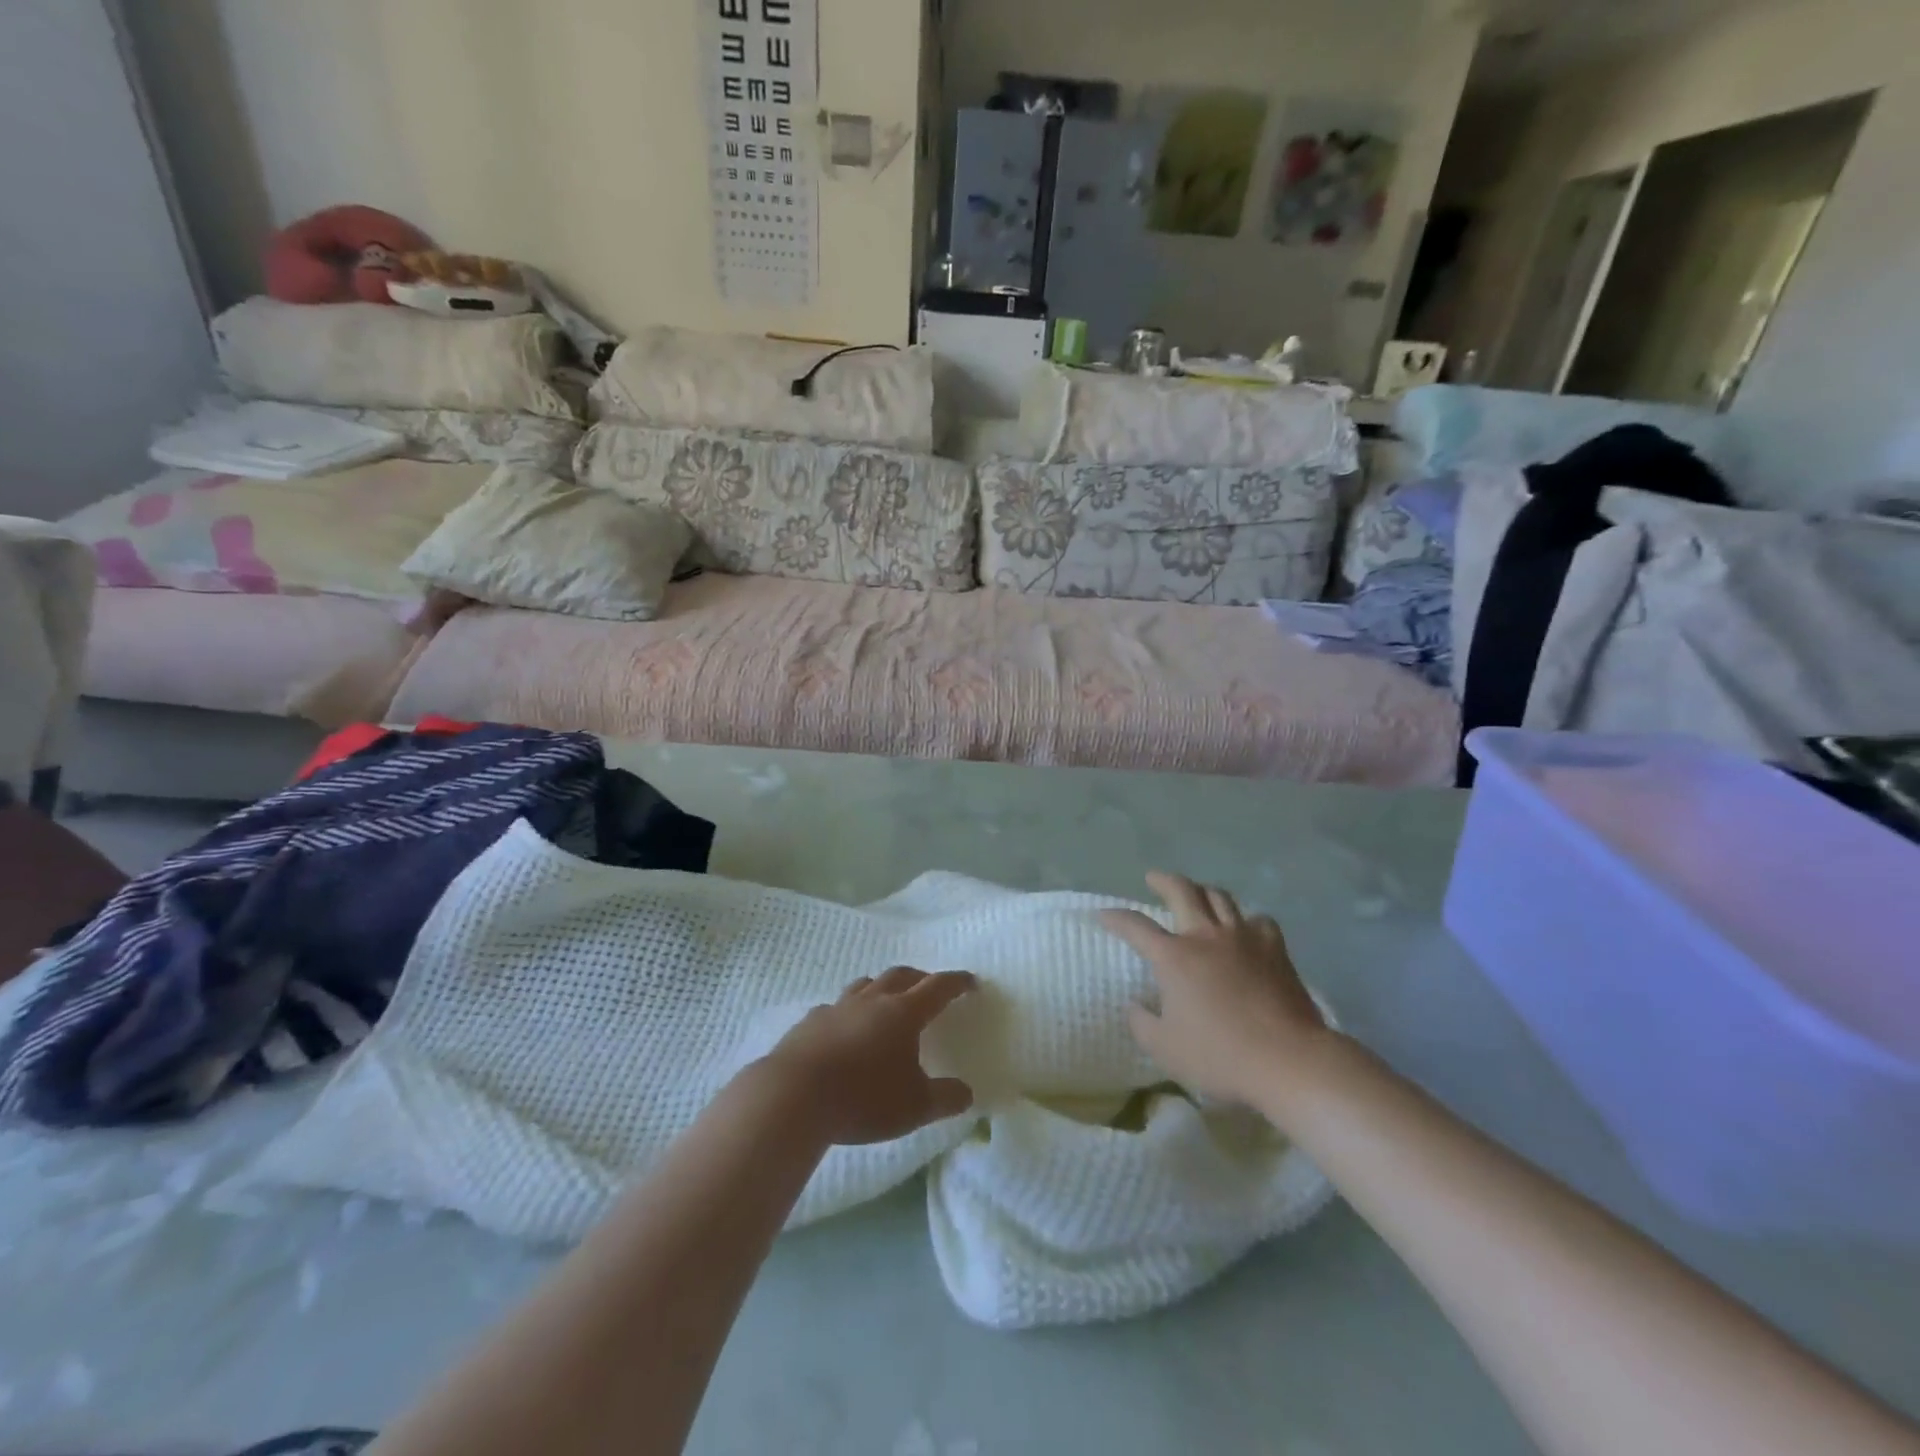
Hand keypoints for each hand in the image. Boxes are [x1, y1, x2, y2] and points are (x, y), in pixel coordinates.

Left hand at [757, 967, 977, 1145]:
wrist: (794, 1095)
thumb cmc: (864, 1098)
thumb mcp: (915, 1107)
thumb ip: (945, 1098)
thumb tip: (967, 1093)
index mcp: (904, 1013)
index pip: (938, 988)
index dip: (956, 983)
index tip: (970, 981)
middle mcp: (873, 1001)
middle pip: (901, 976)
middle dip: (920, 978)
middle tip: (930, 987)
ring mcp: (838, 1007)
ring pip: (866, 985)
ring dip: (882, 988)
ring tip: (887, 1001)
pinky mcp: (811, 1021)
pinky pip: (836, 1007)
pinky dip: (849, 1011)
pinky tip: (845, 1029)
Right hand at [1101, 872, 1330, 1103]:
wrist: (1287, 1059)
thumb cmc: (1219, 1056)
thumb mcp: (1165, 1049)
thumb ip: (1142, 1024)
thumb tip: (1135, 1005)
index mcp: (1173, 957)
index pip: (1135, 926)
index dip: (1115, 917)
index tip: (1103, 914)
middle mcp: (1205, 936)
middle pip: (1181, 891)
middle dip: (1163, 881)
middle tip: (1153, 879)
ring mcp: (1243, 938)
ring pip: (1220, 897)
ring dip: (1203, 891)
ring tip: (1198, 895)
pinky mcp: (1275, 949)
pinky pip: (1258, 920)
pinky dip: (1246, 919)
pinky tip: (1245, 929)